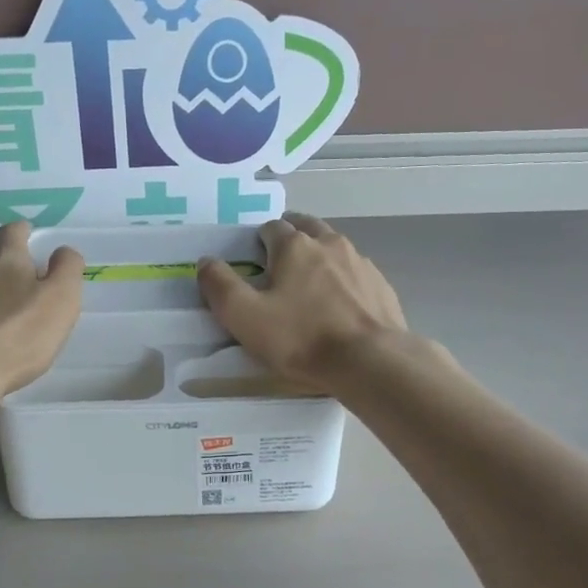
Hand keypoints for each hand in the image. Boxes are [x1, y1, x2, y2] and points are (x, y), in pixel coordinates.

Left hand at [0, 222, 83, 396]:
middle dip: (7, 276)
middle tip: (24, 298)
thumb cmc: (18, 335)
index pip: (13, 233)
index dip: (22, 231)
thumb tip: (63, 251)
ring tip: (1, 330)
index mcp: (7, 263)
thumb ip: (67, 270)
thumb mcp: (60, 299)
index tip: (29, 234)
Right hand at [197, 213, 407, 388]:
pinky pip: (356, 273)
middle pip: (306, 227)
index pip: (271, 228)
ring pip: (334, 248)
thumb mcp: (244, 316)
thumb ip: (219, 285)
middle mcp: (330, 243)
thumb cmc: (301, 337)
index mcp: (294, 245)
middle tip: (279, 266)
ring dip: (319, 257)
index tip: (252, 265)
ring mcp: (361, 263)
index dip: (257, 243)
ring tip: (310, 286)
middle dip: (291, 239)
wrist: (370, 361)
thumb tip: (206, 261)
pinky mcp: (381, 286)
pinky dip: (343, 280)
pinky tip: (340, 306)